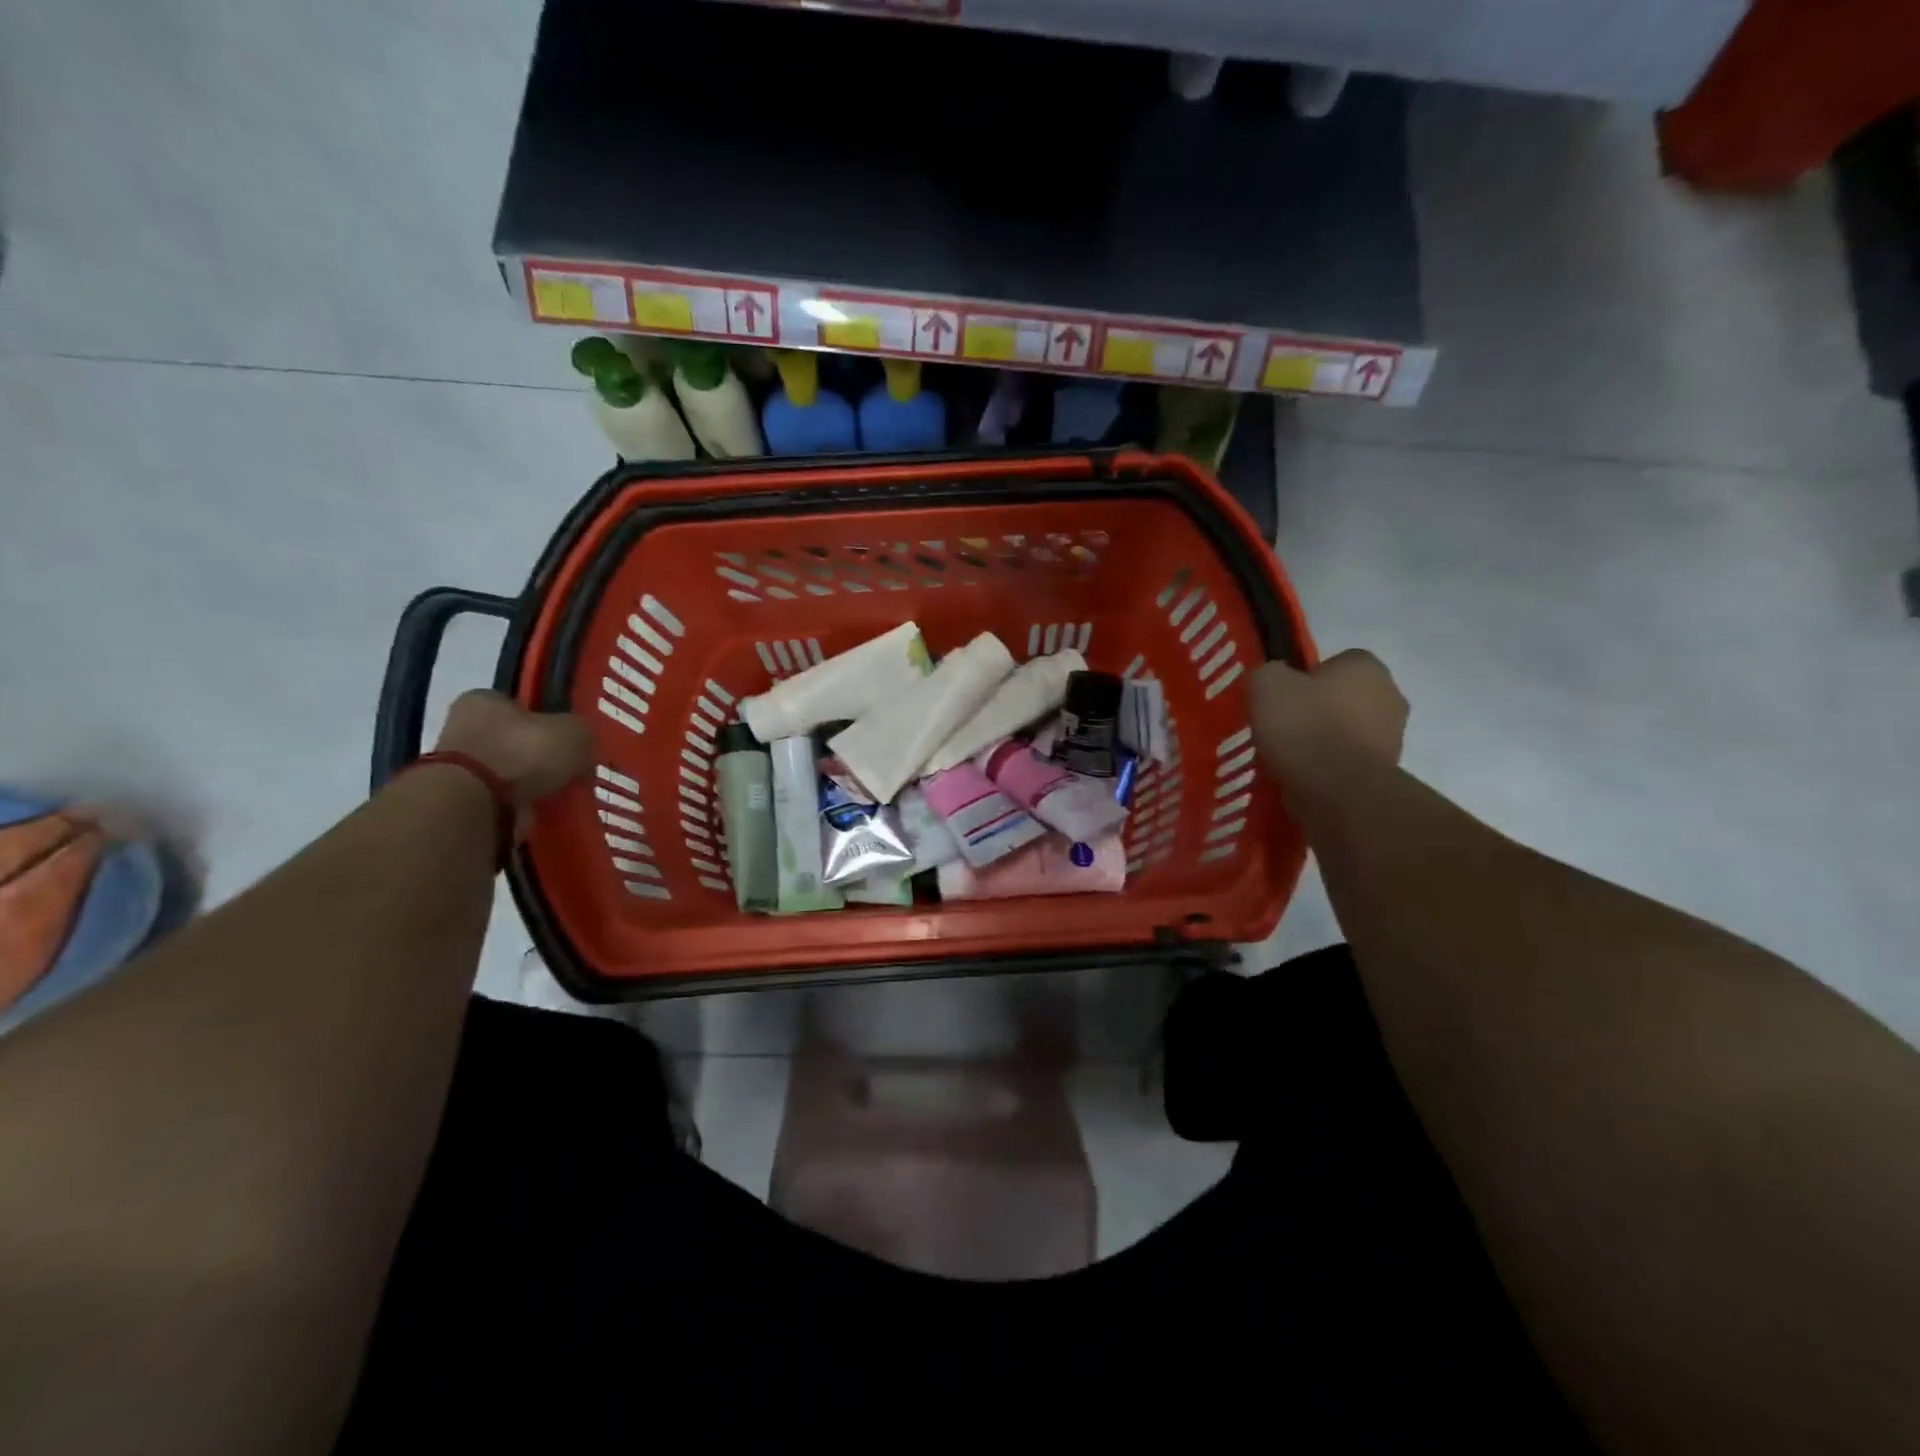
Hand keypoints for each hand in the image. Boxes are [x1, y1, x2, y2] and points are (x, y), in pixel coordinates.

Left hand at [432, 690, 592, 818]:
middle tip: (571, 770)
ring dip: (532, 784)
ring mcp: (459, 767)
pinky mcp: (460, 802)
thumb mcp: (574, 732)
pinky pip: (504, 801)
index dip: (549, 720)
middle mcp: (465, 727)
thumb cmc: (523, 752)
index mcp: (484, 700)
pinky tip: (546, 813)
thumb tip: (583, 748)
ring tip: (562, 796)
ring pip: (509, 773)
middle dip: (541, 756)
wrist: (476, 805)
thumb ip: (583, 734)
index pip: (521, 705)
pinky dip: (523, 807)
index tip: (570, 740)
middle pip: (515, 740)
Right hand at [1248, 650, 1406, 789]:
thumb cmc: (1303, 726)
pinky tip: (1305, 776)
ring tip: (1290, 757)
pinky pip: (1349, 762)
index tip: (1282, 699)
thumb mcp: (1266, 684)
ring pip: (1348, 731)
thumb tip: (1275, 682)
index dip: (1305, 679)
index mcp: (1366, 667)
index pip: (1336, 663)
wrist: (1335, 790)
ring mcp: (1393, 737)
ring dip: (1325, 740)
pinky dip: (1330, 767)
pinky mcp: (1387, 772)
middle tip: (1285, 727)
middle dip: (1319, 710)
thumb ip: (1270, 673)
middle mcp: (1390, 695)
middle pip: (1345, 697)